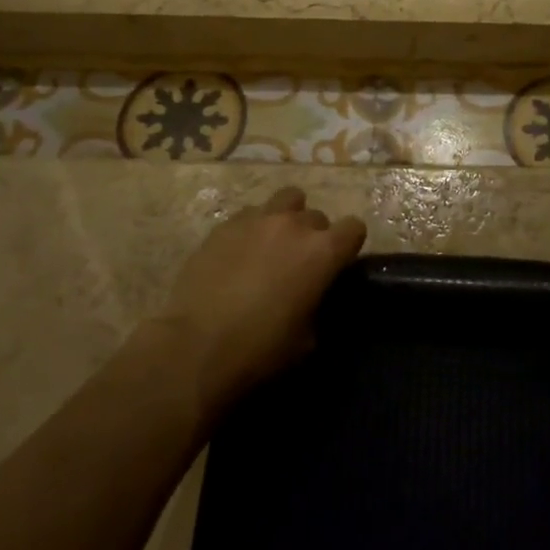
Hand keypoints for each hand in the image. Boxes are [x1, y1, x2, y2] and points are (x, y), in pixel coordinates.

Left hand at [159, 185, 365, 405]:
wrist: (195, 347)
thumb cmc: (259, 350)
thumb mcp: (307, 339)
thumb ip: (317, 305)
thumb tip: (312, 298)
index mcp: (323, 252)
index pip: (354, 228)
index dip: (349, 245)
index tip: (339, 263)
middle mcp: (294, 225)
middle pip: (318, 216)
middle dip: (314, 236)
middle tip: (300, 263)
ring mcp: (257, 220)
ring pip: (286, 200)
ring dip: (287, 218)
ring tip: (273, 244)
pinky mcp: (224, 225)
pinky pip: (250, 215)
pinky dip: (253, 228)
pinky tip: (240, 253)